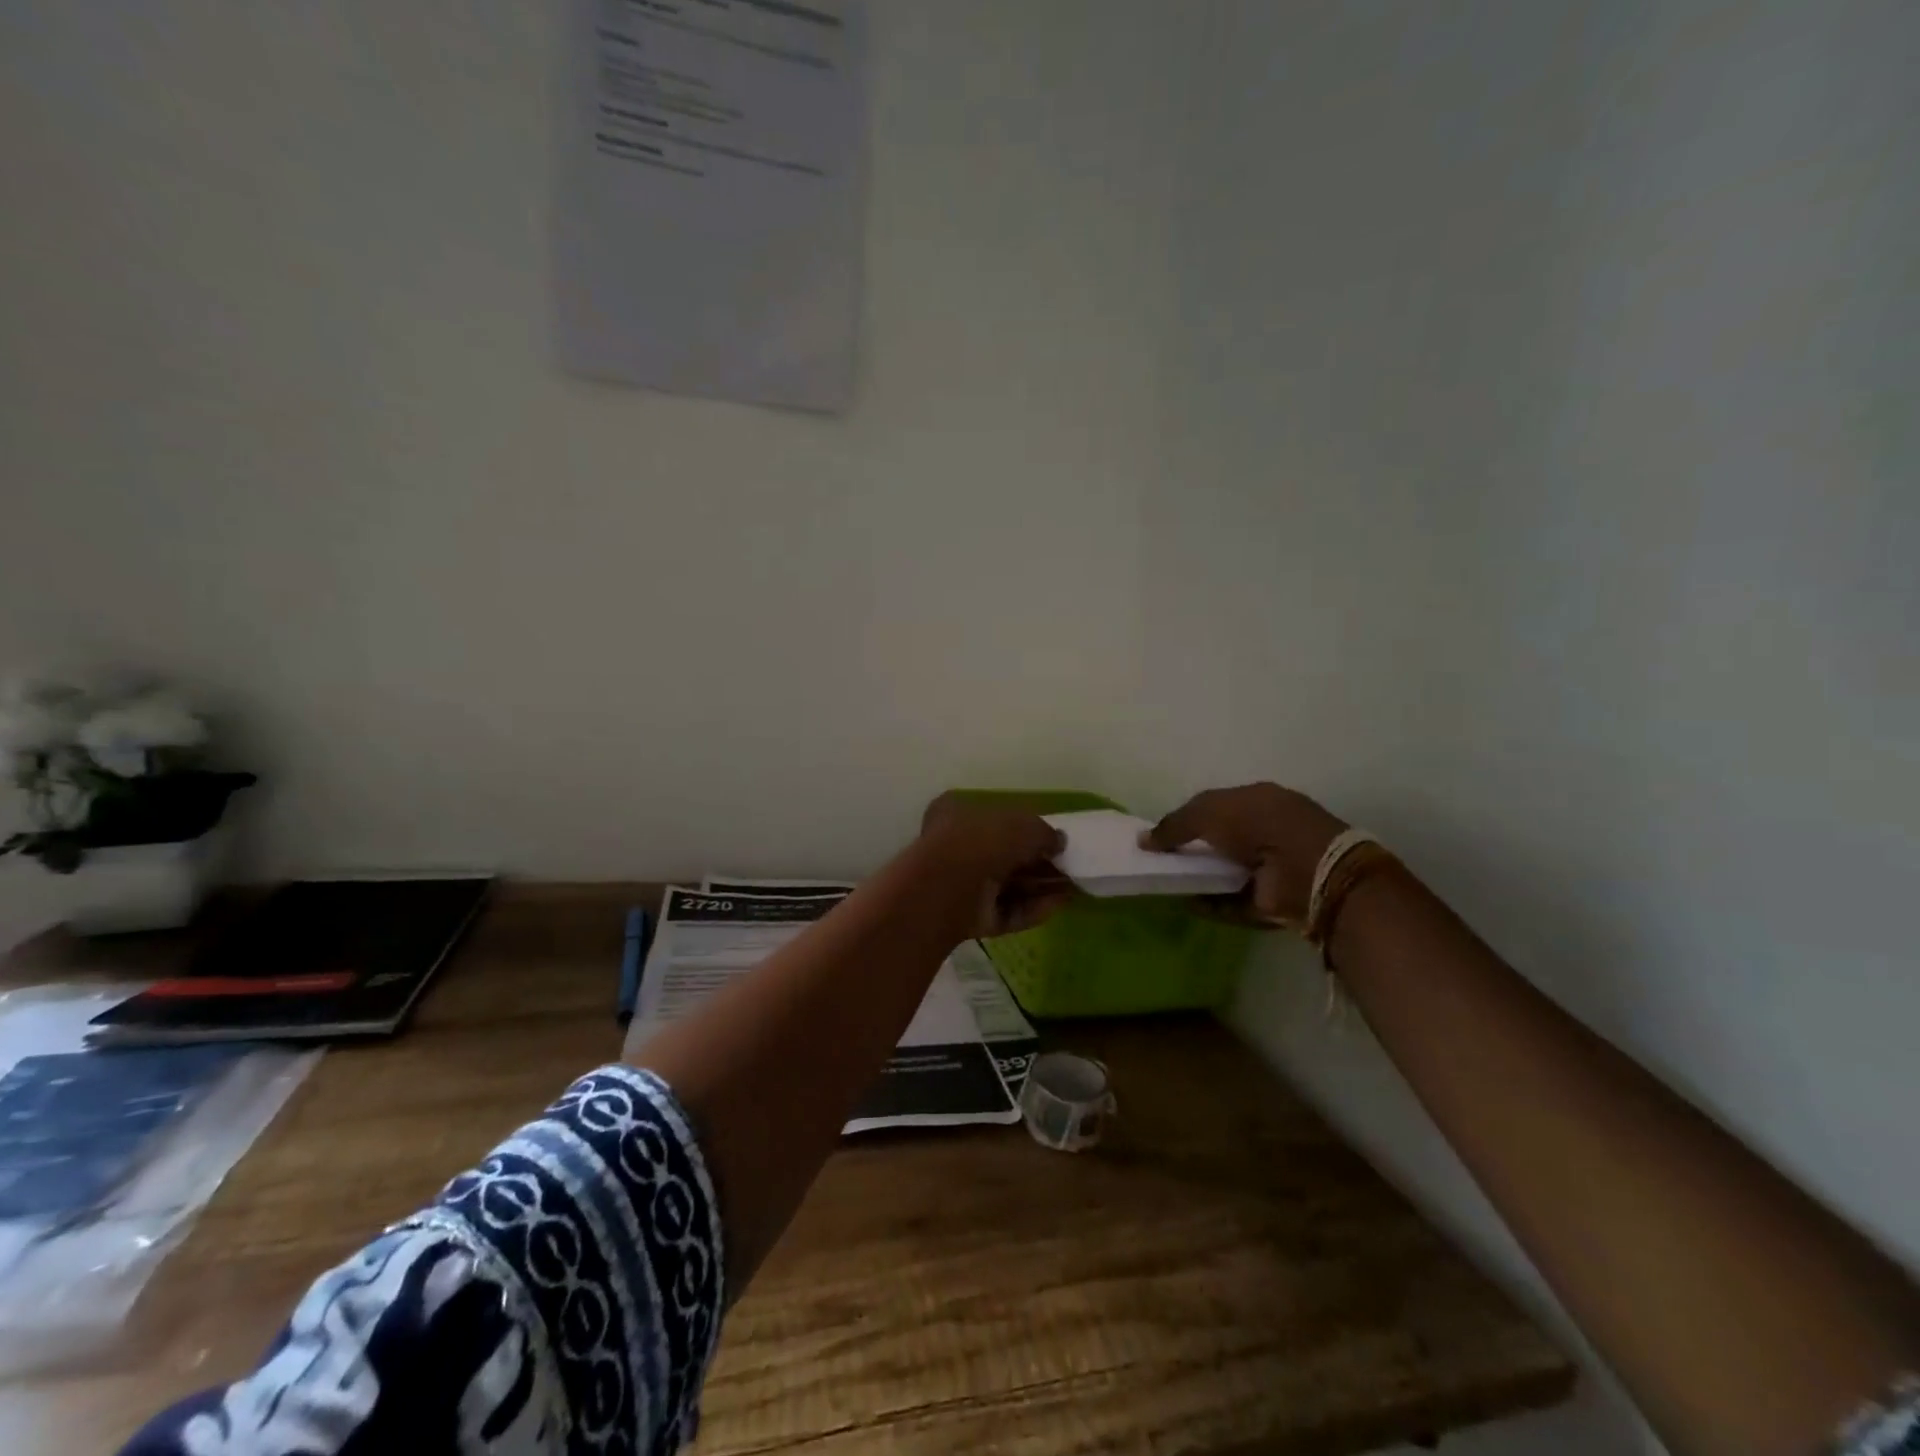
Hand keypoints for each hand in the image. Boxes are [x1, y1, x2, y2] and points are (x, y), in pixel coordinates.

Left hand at [917, 794, 1074, 937]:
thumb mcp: (1024, 825)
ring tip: (1074, 886)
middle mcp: (958, 847)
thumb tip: (1060, 842)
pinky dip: (1033, 908)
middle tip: (1069, 867)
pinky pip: (1007, 910)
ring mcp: (963, 885)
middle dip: (1038, 862)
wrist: (950, 886)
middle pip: (1005, 856)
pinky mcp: (971, 917)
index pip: (996, 819)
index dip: (1027, 829)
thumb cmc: (984, 840)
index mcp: (959, 813)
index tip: (1053, 840)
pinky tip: (1060, 904)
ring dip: (1041, 886)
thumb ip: (1045, 833)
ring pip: (1008, 885)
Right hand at [1141, 783, 1346, 926]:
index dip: (1189, 818)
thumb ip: (1174, 824)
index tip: (1162, 833)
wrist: (1307, 871)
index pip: (1218, 807)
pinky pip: (1232, 903)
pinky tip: (1187, 903)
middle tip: (1159, 860)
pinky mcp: (1270, 902)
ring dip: (1199, 879)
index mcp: (1258, 801)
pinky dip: (1210, 905)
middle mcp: (1266, 832)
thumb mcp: (1208, 812)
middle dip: (1192, 850)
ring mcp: (1270, 869)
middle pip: (1220, 841)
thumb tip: (1142, 840)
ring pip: (1225, 873)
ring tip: (1166, 883)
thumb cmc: (1258, 825)